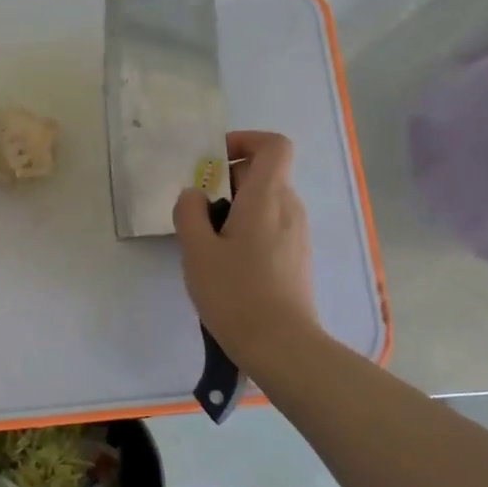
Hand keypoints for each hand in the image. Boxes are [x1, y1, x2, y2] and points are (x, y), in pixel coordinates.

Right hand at [173, 131, 316, 369]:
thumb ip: (190, 213)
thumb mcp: (197, 251)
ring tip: (207, 242)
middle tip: (197, 208)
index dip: (244, 141)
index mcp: (267, 197)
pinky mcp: (297, 258)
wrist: (281, 345)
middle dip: (228, 180)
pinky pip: (272, 226)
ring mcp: (298, 234)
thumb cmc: (236, 293)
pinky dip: (248, 229)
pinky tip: (227, 263)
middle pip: (265, 173)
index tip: (214, 161)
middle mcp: (289, 208)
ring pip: (266, 202)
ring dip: (236, 208)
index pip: (273, 145)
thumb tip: (195, 194)